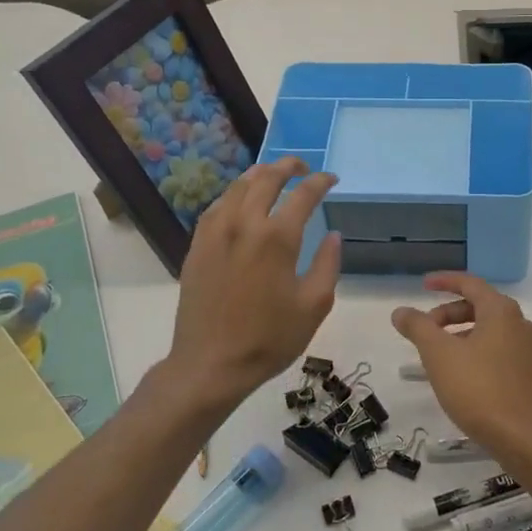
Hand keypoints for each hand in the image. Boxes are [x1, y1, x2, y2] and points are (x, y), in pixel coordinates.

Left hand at [167, 157, 341, 408]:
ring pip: (237, 188)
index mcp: (277, 238)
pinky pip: (217, 207)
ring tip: (272, 174)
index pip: (303, 195)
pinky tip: (240, 201)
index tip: (331, 179)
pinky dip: (234, 194)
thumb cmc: (270, 338)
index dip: (320, 182)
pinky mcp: (197, 246)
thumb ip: (328, 264)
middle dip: (287, 166)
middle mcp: (244, 225)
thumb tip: (334, 236)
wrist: (212, 363)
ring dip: (258, 175)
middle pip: (265, 179)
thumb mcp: (314, 306)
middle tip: (302, 166)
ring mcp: (215, 233)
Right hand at [391, 273, 531, 469]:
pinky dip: (475, 350)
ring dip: (460, 334)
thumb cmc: (478, 389)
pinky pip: (497, 349)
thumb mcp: (439, 355)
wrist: (522, 437)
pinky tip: (459, 374)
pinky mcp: (528, 373)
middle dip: (448, 313)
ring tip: (436, 354)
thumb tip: (401, 311)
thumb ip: (418, 327)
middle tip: (424, 328)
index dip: (445, 281)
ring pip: (489, 330)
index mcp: (501, 311)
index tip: (423, 284)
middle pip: (480, 306)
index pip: (470, 284)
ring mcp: (527, 349)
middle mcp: (519, 323)